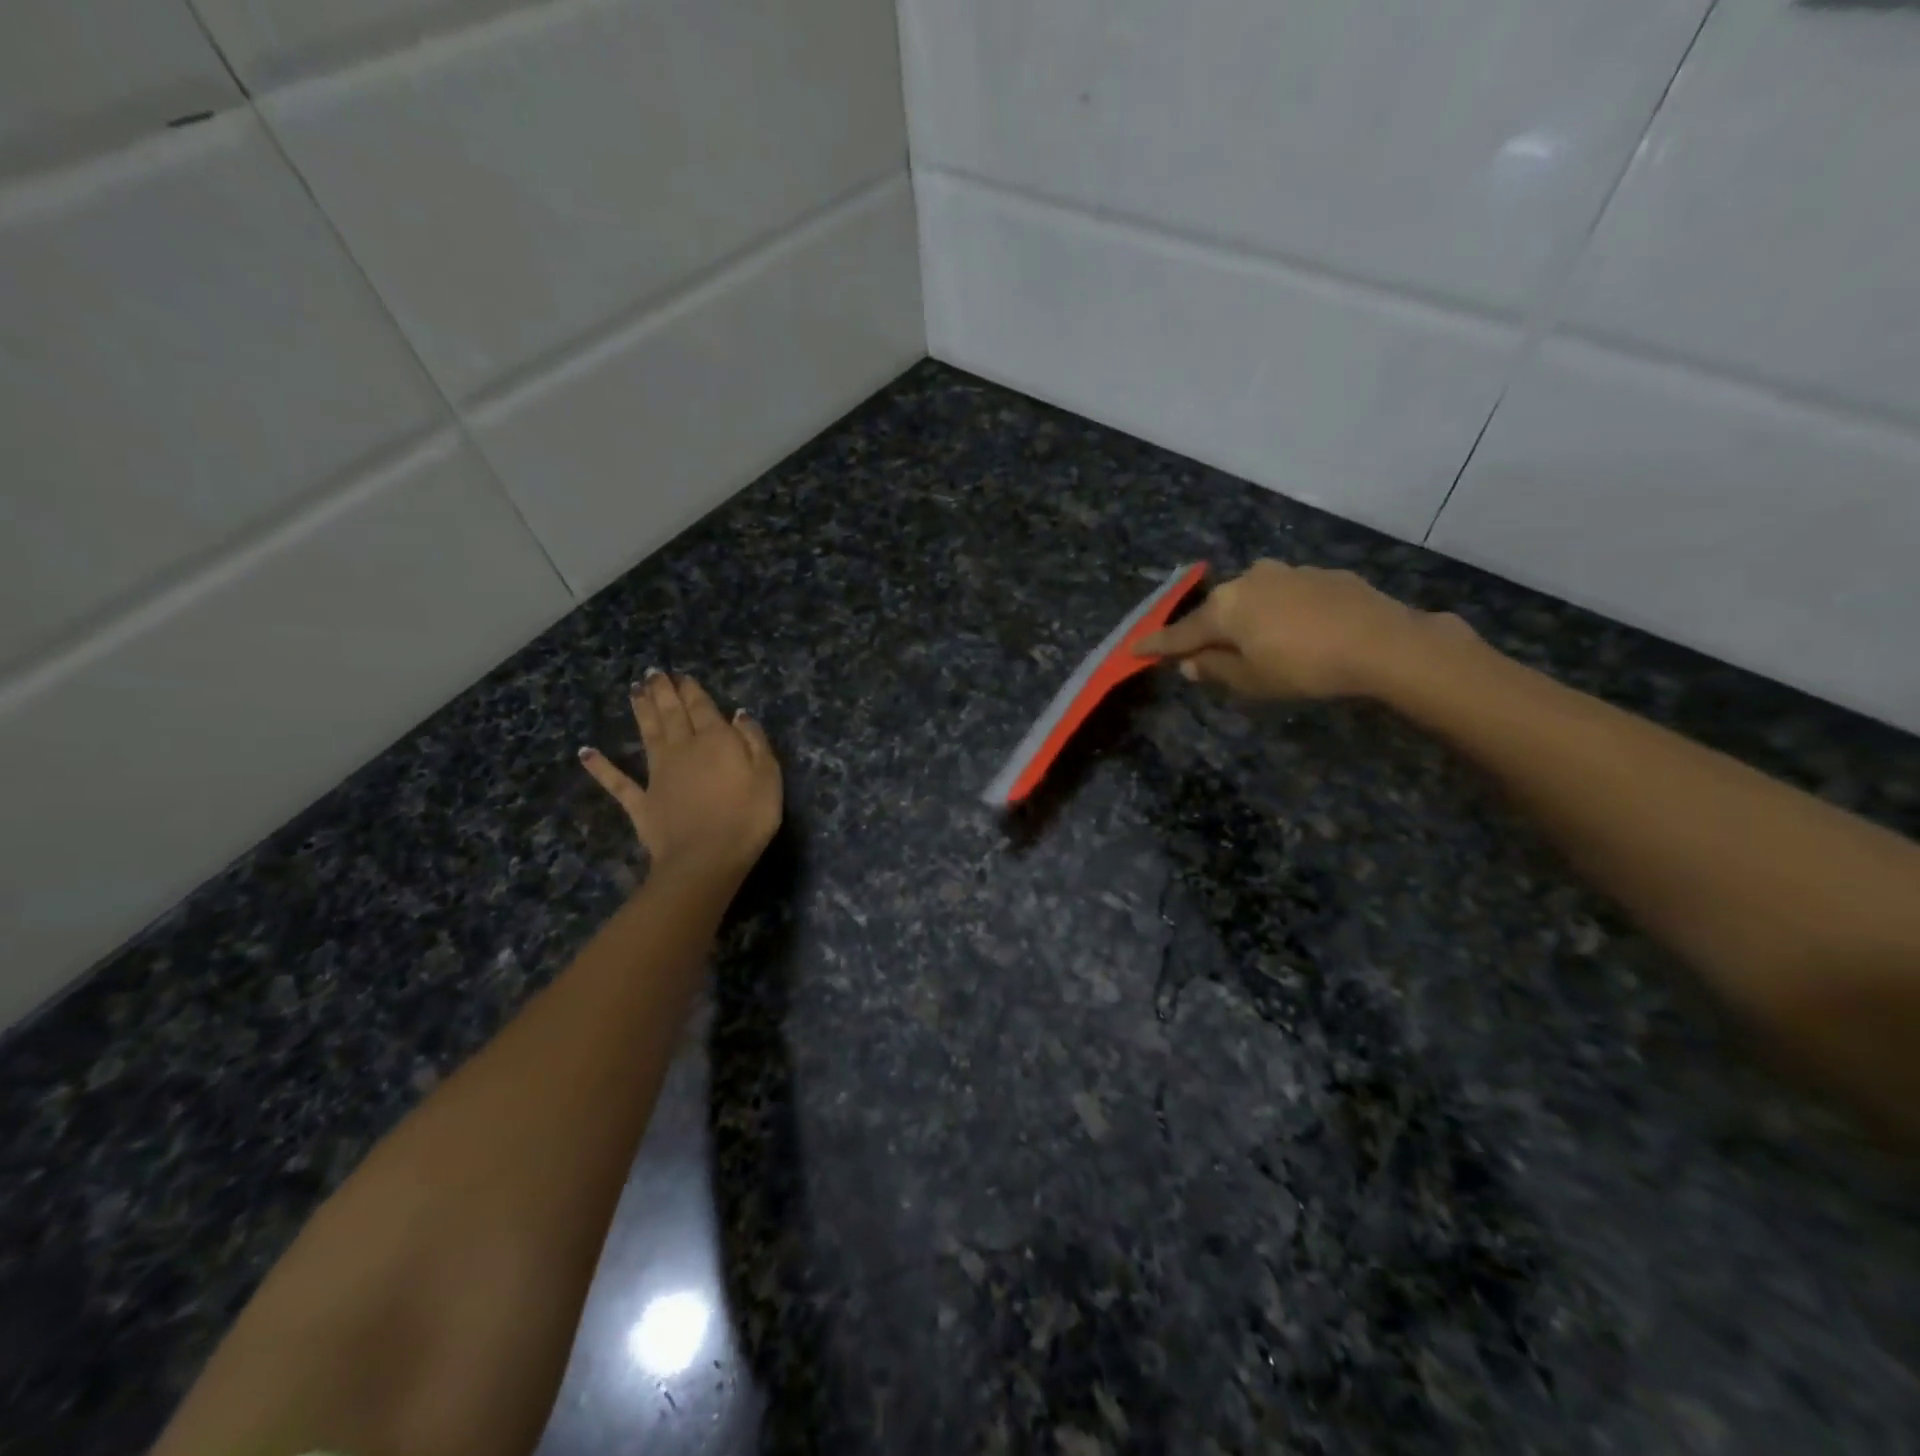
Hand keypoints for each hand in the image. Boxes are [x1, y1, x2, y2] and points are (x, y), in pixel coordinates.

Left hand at [578, 671, 782, 879]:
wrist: (706, 858)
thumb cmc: (747, 817)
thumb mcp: (768, 775)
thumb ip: (754, 741)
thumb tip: (738, 715)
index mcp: (715, 740)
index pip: (702, 707)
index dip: (691, 690)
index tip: (681, 675)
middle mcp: (682, 749)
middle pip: (671, 714)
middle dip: (663, 692)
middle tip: (653, 673)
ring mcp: (658, 775)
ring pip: (647, 735)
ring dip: (640, 712)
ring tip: (634, 691)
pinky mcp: (641, 802)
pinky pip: (617, 781)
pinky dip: (601, 767)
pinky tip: (586, 753)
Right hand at [1134, 559, 1471, 699]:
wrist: (1382, 642)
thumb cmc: (1304, 667)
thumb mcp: (1252, 680)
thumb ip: (1216, 670)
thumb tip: (1191, 664)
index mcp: (1225, 607)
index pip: (1181, 632)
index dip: (1158, 645)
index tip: (1134, 649)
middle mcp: (1249, 580)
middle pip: (1217, 611)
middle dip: (1210, 632)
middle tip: (1208, 656)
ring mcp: (1286, 572)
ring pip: (1253, 599)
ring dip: (1248, 620)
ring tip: (1260, 644)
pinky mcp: (1320, 573)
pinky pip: (1285, 595)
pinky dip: (1281, 613)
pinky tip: (1299, 631)